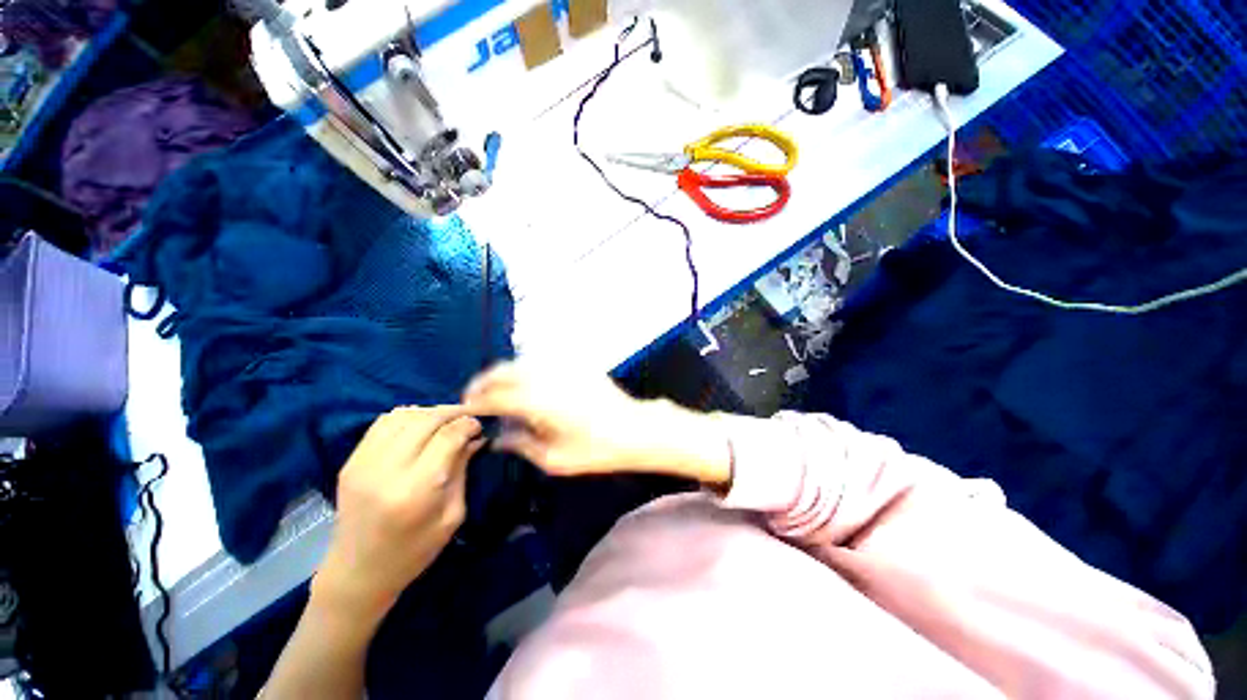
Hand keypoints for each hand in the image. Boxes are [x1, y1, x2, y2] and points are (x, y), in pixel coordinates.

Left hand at [314, 407, 484, 622]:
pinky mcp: (351, 461)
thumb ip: (462, 470)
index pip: (448, 436)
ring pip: (404, 415)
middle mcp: (386, 470)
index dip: (469, 424)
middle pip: (426, 420)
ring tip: (446, 421)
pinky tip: (420, 426)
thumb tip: (476, 437)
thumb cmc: (414, 552)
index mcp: (416, 489)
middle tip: (468, 418)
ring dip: (430, 412)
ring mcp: (363, 463)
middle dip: (453, 413)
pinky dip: (407, 417)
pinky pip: (383, 422)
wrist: (357, 573)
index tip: (480, 426)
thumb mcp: (452, 515)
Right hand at [462, 362, 731, 485]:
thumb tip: (498, 438)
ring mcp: (561, 366)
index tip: (465, 408)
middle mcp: (545, 377)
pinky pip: (542, 361)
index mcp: (536, 401)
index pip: (494, 396)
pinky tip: (527, 383)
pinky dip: (526, 369)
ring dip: (504, 373)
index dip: (475, 401)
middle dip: (484, 382)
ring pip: (521, 362)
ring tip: (498, 390)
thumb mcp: (554, 458)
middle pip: (503, 371)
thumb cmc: (595, 450)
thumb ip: (521, 445)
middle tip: (476, 397)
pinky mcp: (575, 364)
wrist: (634, 429)